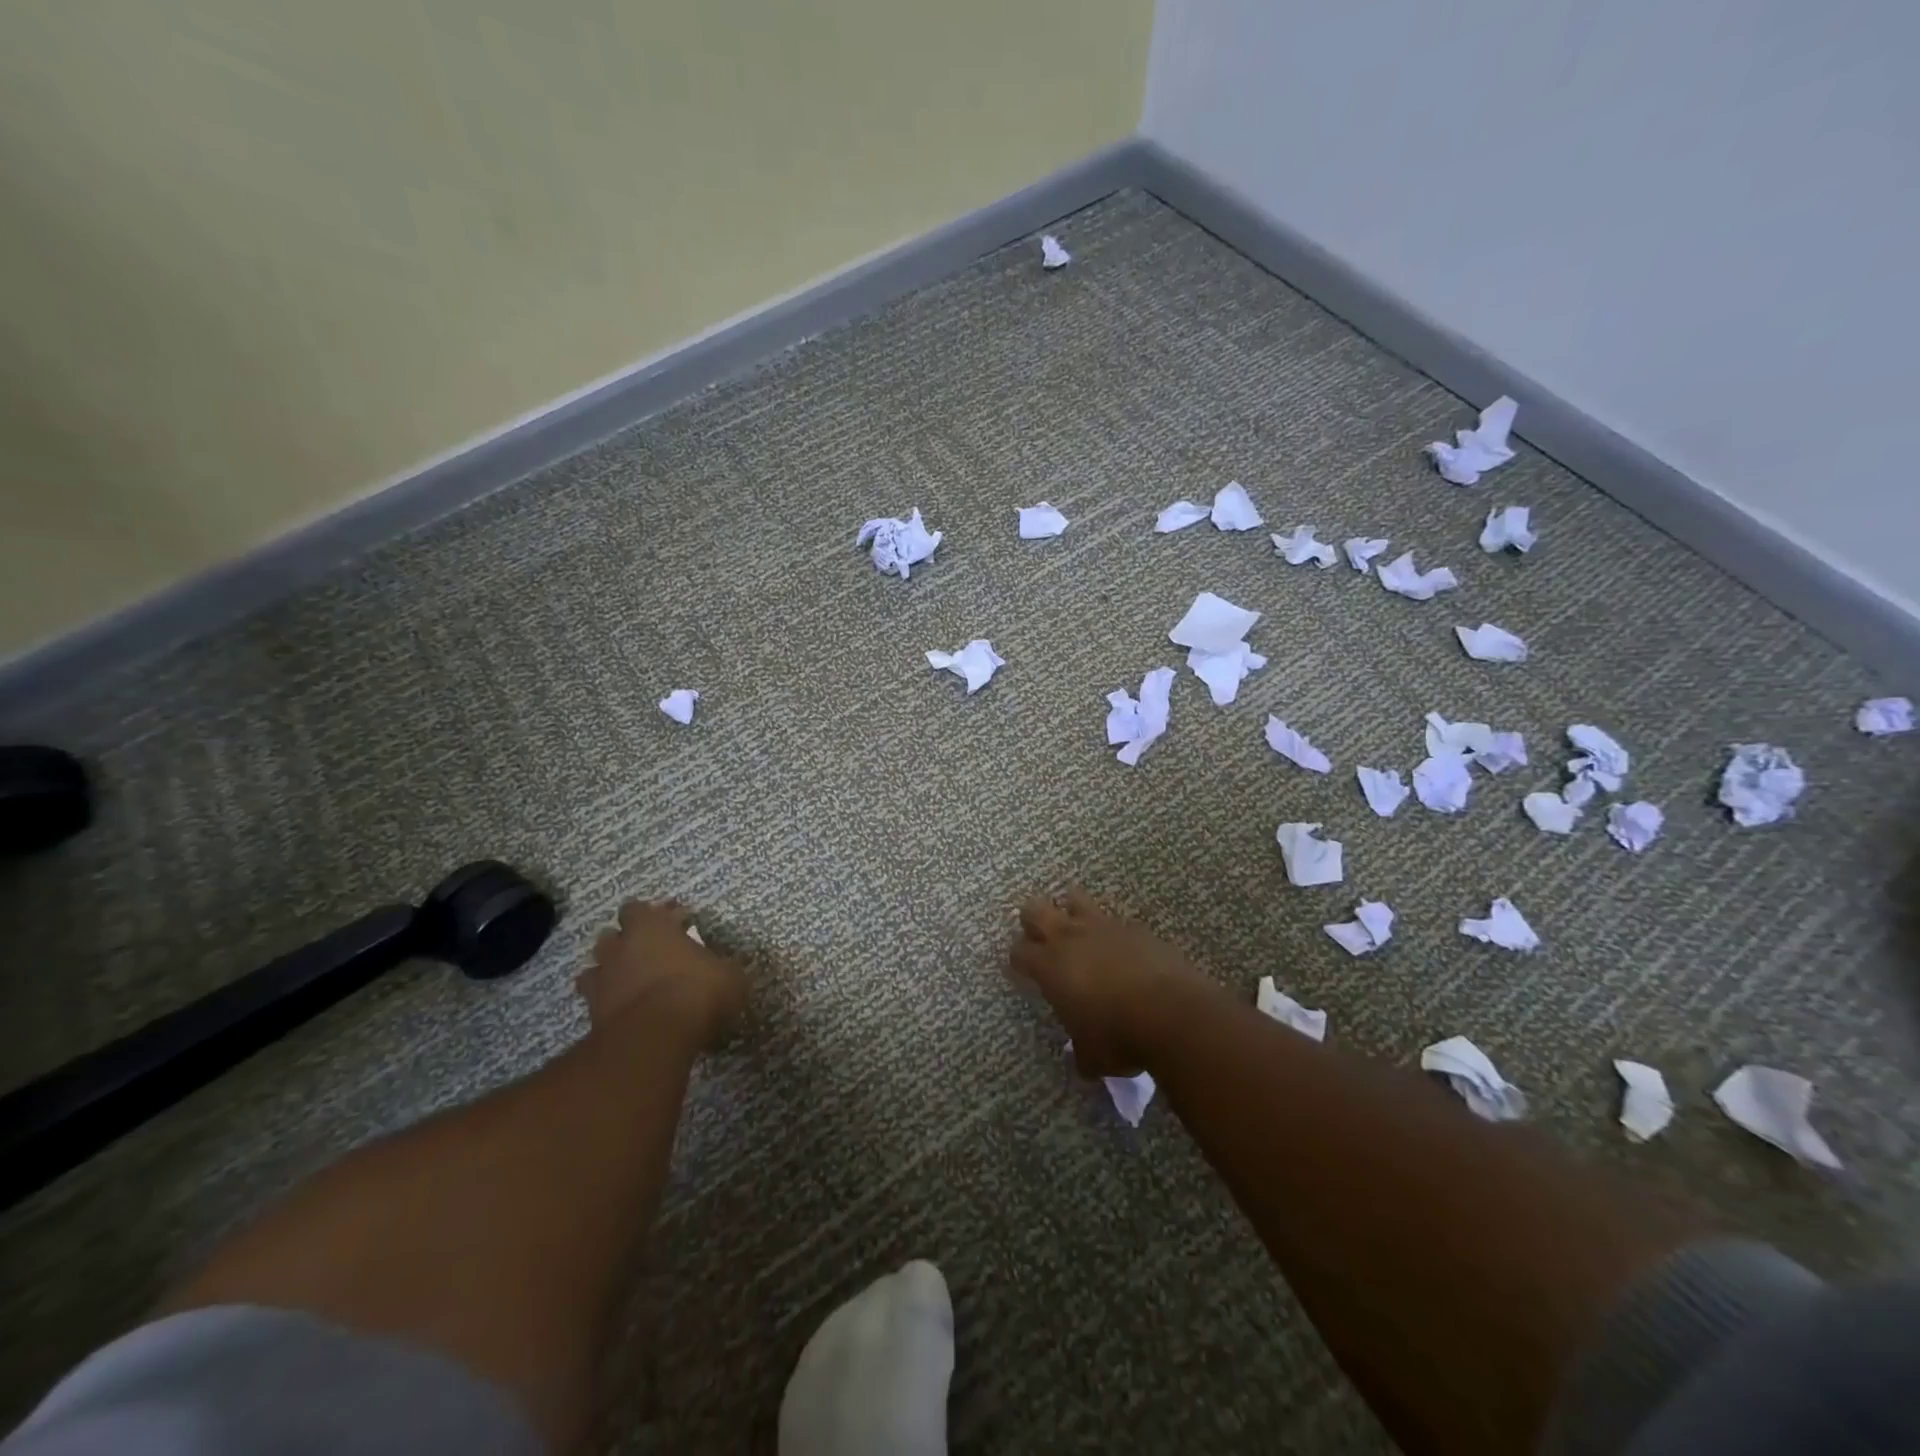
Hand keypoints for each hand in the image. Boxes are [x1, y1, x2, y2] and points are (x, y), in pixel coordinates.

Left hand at [578, 899, 746, 1048]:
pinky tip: (626, 1012)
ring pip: (596, 969)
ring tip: (633, 984)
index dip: (649, 916)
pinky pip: (596, 1003)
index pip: (636, 909)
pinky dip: (608, 1005)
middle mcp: (619, 948)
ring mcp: (601, 982)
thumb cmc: (696, 991)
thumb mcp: (729, 975)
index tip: (669, 925)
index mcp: (649, 928)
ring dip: (611, 973)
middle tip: (649, 954)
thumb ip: (721, 967)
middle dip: (624, 943)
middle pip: (610, 936)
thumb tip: (725, 970)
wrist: (656, 1037)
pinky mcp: (592, 1015)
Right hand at [1009, 888, 1202, 1077]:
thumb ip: (1081, 1053)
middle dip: (1032, 921)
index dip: (1017, 960)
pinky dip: (1110, 930)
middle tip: (1041, 941)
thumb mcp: (1092, 1057)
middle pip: (1034, 910)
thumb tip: (1082, 1061)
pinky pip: (1113, 919)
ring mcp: (1103, 926)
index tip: (1022, 971)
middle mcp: (1069, 937)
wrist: (1172, 1013)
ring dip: (1070, 911)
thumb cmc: (1119, 1037)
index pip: (1018, 951)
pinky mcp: (1134, 927)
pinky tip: (1119, 947)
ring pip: (1073, 899)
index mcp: (1049, 966)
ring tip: (1077, 931)